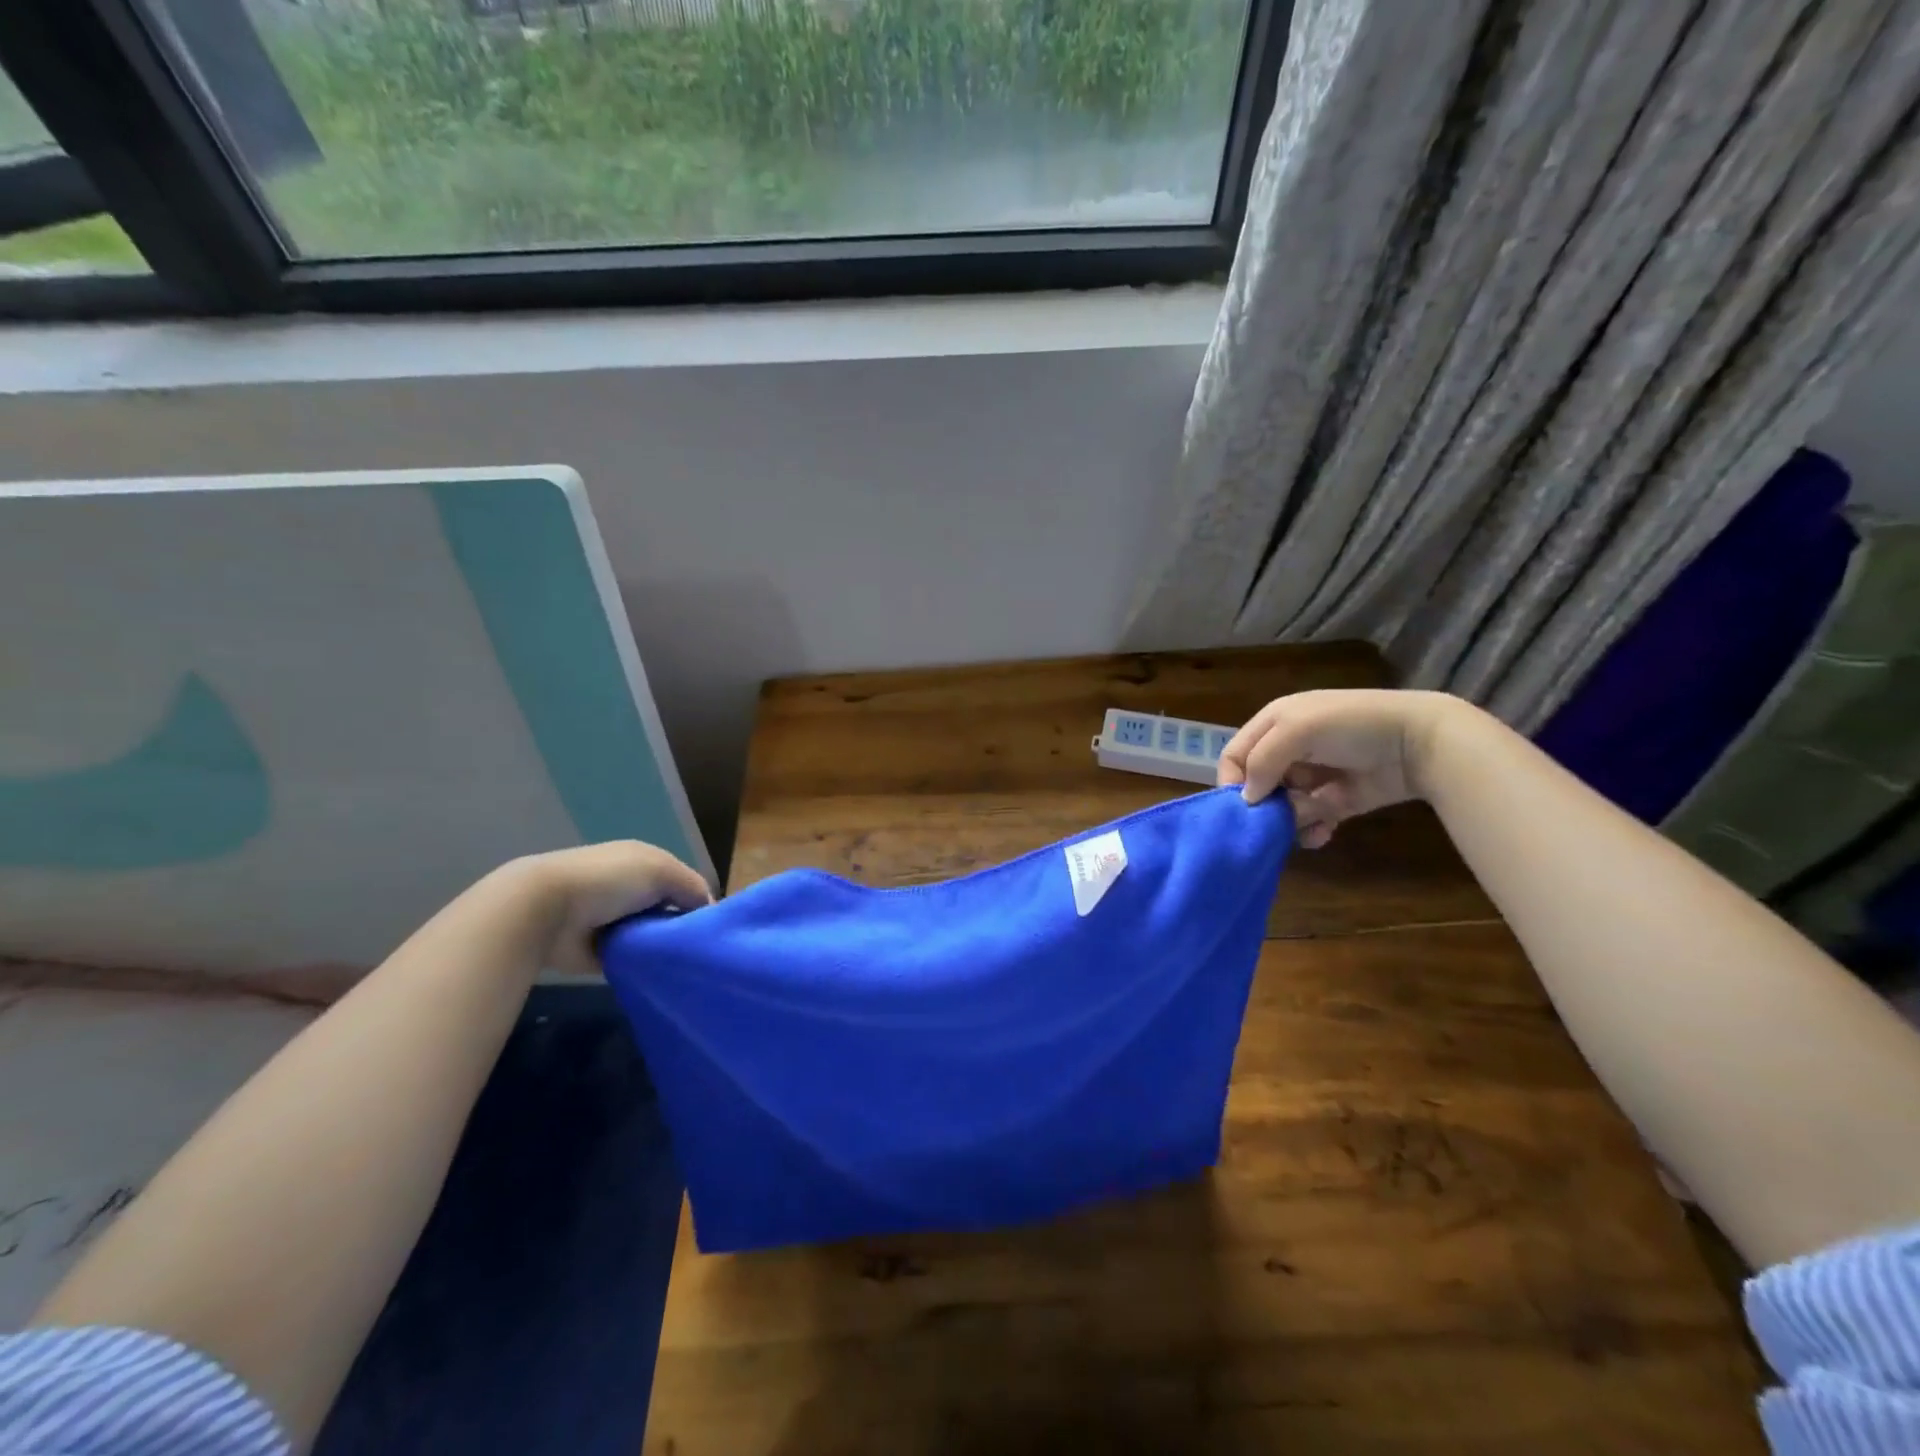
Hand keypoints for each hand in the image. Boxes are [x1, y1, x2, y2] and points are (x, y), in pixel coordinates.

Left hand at [513, 840, 711, 973]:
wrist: (546, 910)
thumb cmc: (610, 880)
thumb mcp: (662, 870)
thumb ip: (692, 887)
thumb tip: (709, 910)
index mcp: (642, 864)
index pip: (681, 883)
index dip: (697, 901)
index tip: (712, 926)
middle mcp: (629, 890)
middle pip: (667, 911)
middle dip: (682, 927)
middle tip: (702, 950)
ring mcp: (612, 922)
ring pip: (651, 937)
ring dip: (663, 949)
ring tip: (687, 965)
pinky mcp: (599, 954)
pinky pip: (632, 961)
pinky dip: (644, 967)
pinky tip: (663, 976)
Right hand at [1216, 690, 1457, 848]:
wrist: (1420, 741)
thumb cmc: (1351, 726)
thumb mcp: (1297, 730)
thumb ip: (1262, 761)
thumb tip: (1247, 799)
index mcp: (1274, 724)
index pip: (1235, 756)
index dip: (1232, 780)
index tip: (1241, 806)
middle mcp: (1289, 750)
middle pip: (1257, 785)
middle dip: (1264, 805)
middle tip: (1276, 818)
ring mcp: (1314, 777)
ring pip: (1282, 808)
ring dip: (1289, 821)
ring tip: (1311, 821)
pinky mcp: (1336, 801)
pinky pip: (1309, 822)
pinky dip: (1311, 832)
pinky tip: (1322, 834)